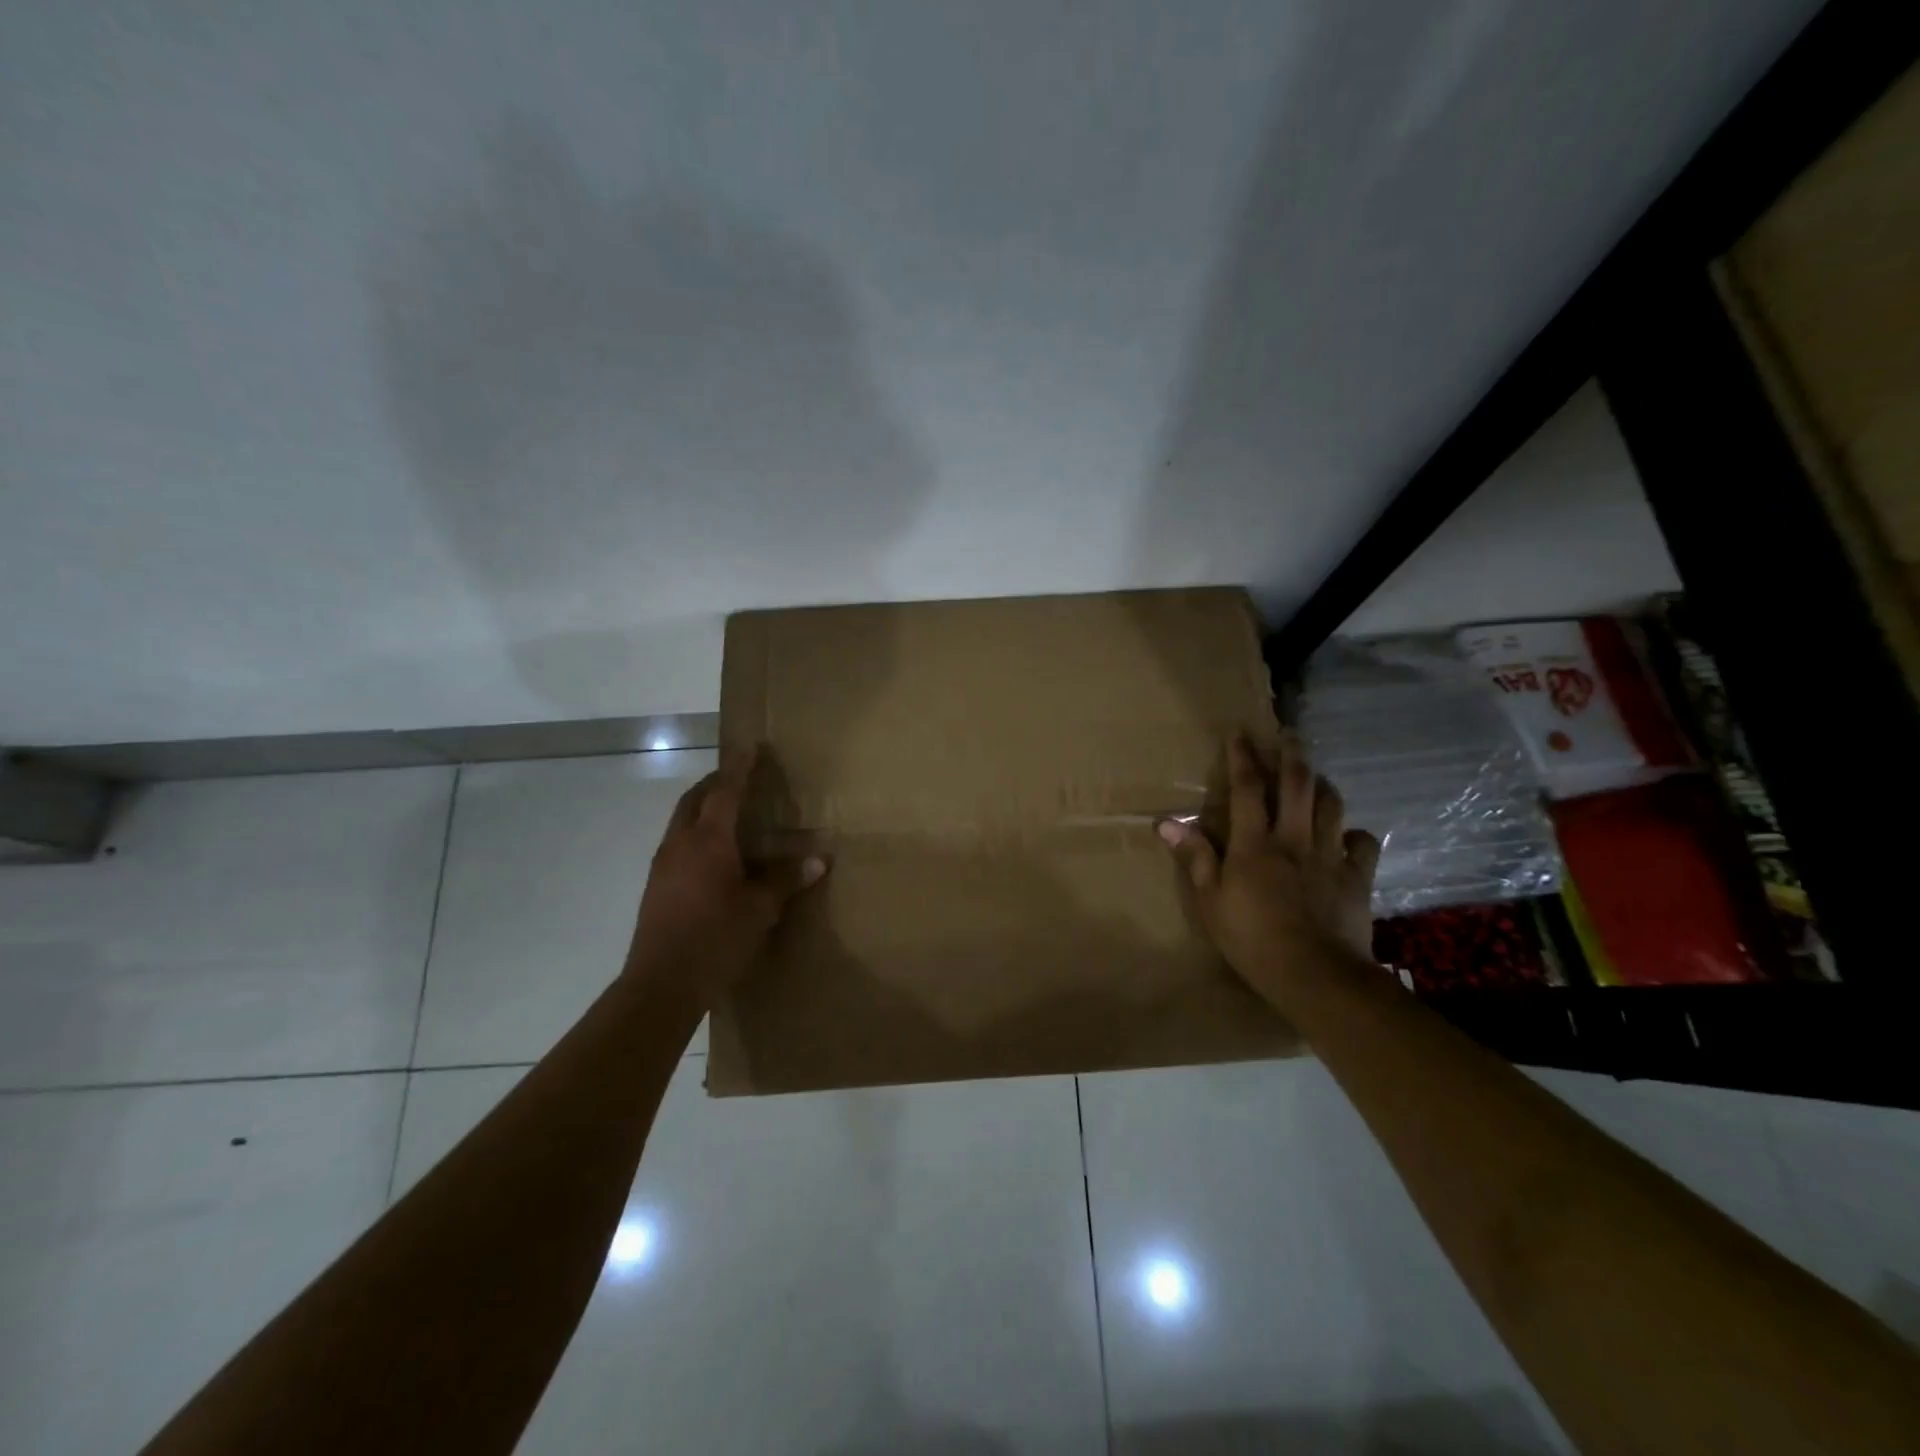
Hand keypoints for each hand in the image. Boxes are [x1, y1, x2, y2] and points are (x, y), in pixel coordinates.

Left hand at [626, 748, 825, 1002]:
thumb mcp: (759, 910)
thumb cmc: (715, 940)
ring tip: (728, 810)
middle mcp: (681, 843)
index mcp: (708, 841)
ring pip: (681, 819)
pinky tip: (713, 853)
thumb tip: (819, 861)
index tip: (751, 747)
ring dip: (703, 806)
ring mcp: (663, 864)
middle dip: (716, 782)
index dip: (740, 768)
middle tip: (739, 776)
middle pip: (695, 798)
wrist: (660, 984)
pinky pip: (677, 841)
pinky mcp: (656, 884)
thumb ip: (786, 881)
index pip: (726, 792)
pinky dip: (696, 831)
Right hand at [1158, 735, 1380, 1012]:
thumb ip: (1195, 858)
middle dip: (1291, 754)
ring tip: (1315, 778)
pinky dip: (1354, 833)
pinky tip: (1346, 835)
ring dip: (1322, 785)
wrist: (1317, 976)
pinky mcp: (1357, 877)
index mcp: (1255, 844)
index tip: (1239, 734)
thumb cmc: (1252, 940)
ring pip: (1332, 805)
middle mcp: (1295, 839)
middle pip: (1297, 784)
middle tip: (1288, 734)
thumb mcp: (1210, 903)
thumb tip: (1168, 821)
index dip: (1242, 757)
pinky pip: (1362, 843)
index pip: (1247, 788)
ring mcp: (1330, 855)